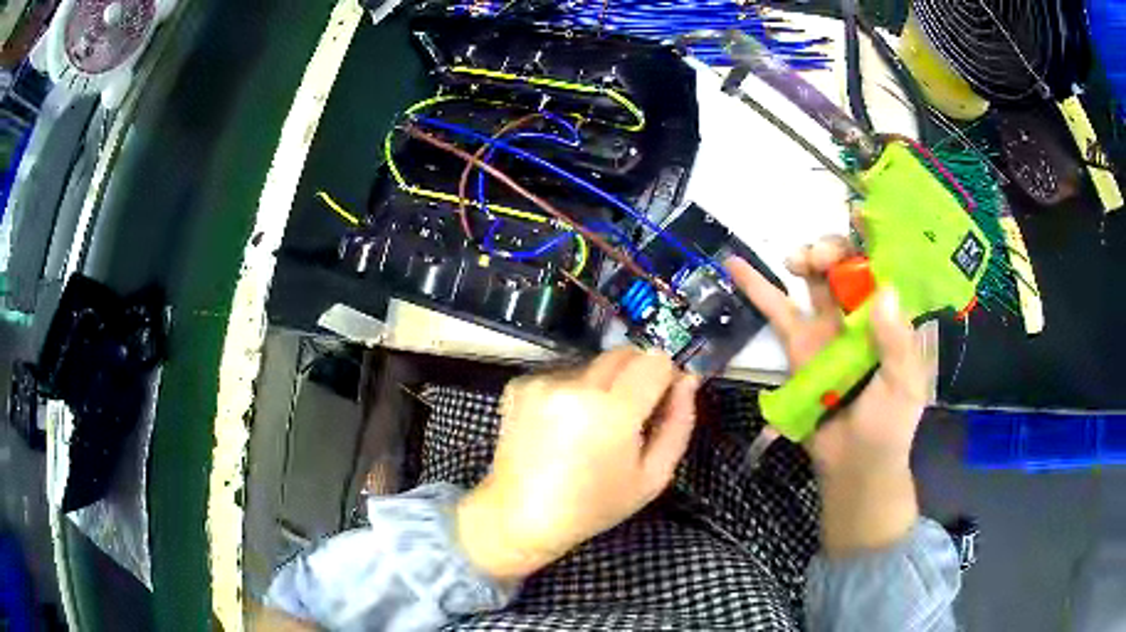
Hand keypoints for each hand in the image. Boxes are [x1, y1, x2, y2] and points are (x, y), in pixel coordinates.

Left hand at [457, 348, 698, 580]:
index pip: (655, 360)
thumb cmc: (593, 505)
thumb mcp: (652, 477)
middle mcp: (575, 384)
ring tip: (589, 426)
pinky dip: (571, 391)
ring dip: (602, 384)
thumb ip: (678, 423)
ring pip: (594, 364)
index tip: (660, 400)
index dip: (665, 376)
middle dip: (636, 375)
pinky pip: (563, 373)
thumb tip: (688, 379)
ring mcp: (543, 381)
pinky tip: (561, 426)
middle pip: (624, 353)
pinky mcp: (520, 384)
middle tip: (628, 416)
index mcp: (612, 410)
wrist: (521, 515)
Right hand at [726, 237, 925, 554]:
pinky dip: (756, 286)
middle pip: (845, 263)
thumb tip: (883, 292)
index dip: (872, 237)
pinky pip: (776, 309)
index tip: (858, 213)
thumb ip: (896, 344)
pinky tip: (734, 263)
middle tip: (820, 258)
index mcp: (889, 317)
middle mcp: (859, 314)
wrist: (853, 466)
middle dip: (833, 249)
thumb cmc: (888, 428)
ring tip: (797, 260)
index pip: (883, 266)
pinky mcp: (797, 344)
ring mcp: (826, 327)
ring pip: (813, 278)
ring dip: (805, 258)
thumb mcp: (903, 387)